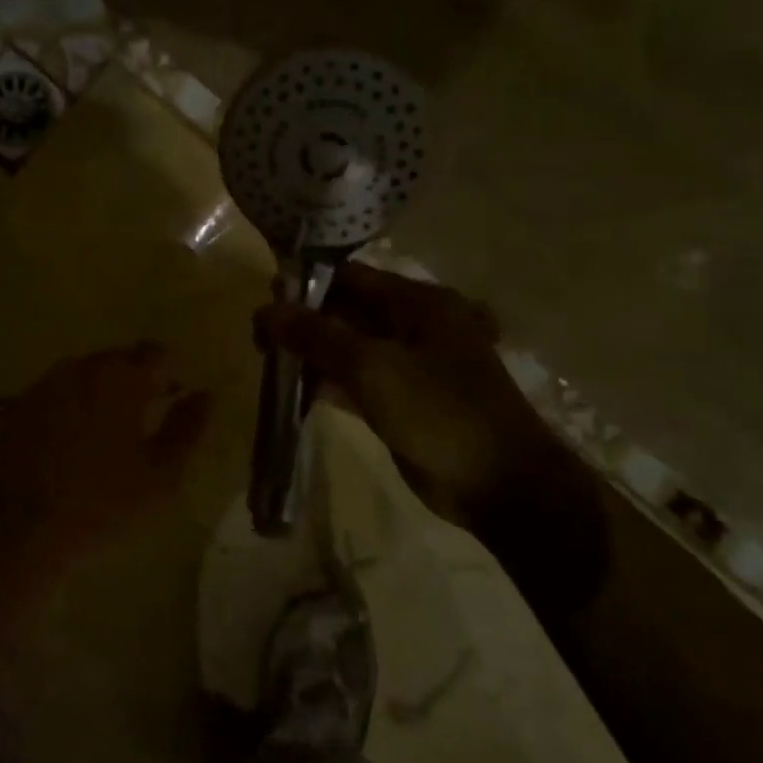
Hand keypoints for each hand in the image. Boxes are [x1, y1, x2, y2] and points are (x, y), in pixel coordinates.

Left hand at [0, 343, 212, 567]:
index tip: (177, 395)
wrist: (14, 532)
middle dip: (136, 380)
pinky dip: (69, 409)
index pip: (156, 353)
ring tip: (108, 434)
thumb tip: (205, 396)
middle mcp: (78, 369)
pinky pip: (54, 396)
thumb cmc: (99, 506)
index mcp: (119, 378)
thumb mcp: (160, 476)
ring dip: (100, 393)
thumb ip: (187, 429)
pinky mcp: (15, 409)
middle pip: (117, 360)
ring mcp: (41, 387)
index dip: (172, 371)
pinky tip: (70, 446)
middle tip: (146, 418)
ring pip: (82, 376)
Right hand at [257, 264, 562, 529]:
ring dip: (312, 353)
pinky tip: (294, 393)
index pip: (350, 277)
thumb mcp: (373, 367)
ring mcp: (409, 365)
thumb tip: (266, 310)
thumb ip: (317, 335)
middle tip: (261, 341)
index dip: (305, 285)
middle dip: (303, 321)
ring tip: (270, 364)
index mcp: (418, 303)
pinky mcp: (402, 400)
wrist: (501, 485)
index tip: (265, 303)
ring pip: (348, 347)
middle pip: (346, 311)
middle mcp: (414, 325)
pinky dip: (327, 382)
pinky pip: (356, 380)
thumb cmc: (440, 413)